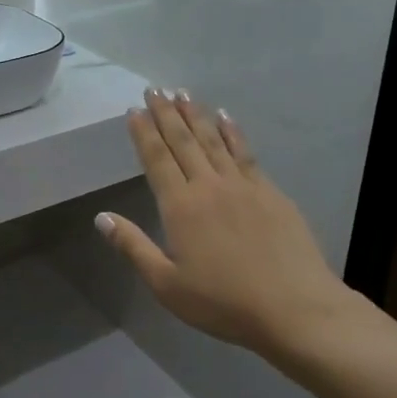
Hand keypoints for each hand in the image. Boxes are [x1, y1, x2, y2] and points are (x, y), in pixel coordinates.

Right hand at [96, 90, 351, 361]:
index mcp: (180, 207)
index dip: (144, 133)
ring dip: (196, 114)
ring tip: (183, 93)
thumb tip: (101, 217)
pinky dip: (232, 131)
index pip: (157, 159)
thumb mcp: (167, 284)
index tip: (134, 110)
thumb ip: (133, 247)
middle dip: (166, 113)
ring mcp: (243, 185)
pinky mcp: (271, 192)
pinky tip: (226, 118)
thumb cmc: (223, 303)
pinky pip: (245, 152)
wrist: (294, 308)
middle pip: (184, 141)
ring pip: (214, 140)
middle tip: (155, 89)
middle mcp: (209, 186)